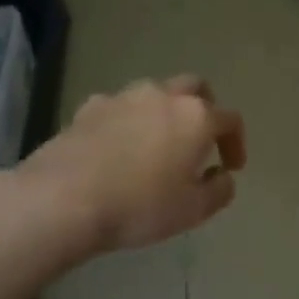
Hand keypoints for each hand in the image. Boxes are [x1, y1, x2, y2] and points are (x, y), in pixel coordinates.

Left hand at [27, 75, 246, 254]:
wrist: (62, 199)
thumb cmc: (140, 205)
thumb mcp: (193, 210)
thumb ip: (219, 190)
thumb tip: (222, 176)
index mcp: (196, 117)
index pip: (230, 119)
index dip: (236, 143)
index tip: (231, 167)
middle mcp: (163, 96)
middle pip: (195, 88)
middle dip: (204, 109)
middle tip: (200, 140)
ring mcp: (123, 97)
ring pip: (155, 94)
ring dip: (164, 113)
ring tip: (157, 145)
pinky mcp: (88, 108)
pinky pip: (119, 108)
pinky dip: (128, 122)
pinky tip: (118, 148)